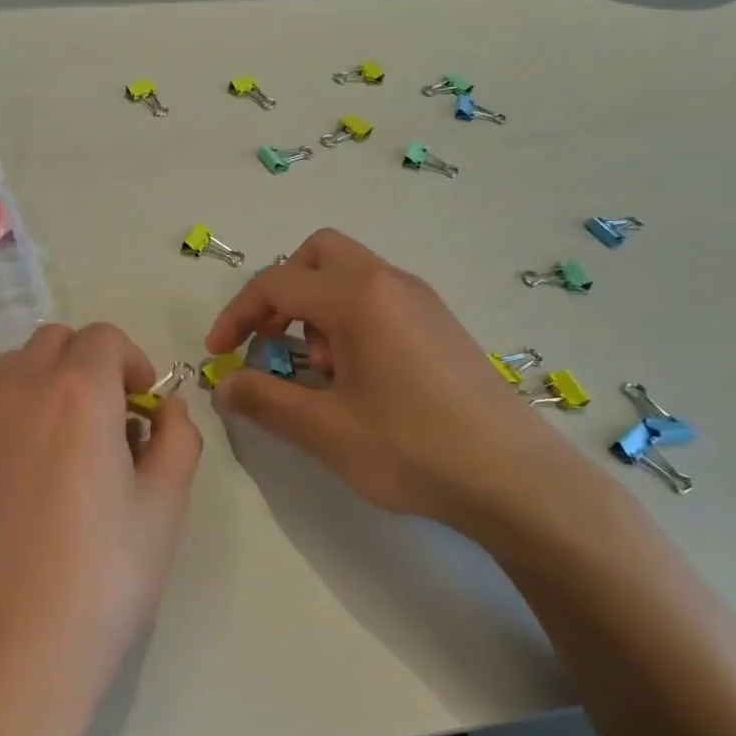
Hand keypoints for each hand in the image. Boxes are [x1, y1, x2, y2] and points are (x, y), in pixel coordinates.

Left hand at [0, 323, 202, 735]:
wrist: (7, 657)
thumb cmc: (102, 580)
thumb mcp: (164, 509)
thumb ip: (177, 441)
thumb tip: (168, 411)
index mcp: (75, 393)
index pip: (104, 338)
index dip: (134, 363)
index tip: (145, 409)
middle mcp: (16, 394)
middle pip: (53, 341)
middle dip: (90, 364)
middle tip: (112, 424)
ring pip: (14, 371)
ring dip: (49, 385)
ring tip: (71, 450)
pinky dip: (16, 418)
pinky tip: (31, 484)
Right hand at [204, 229, 603, 534]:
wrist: (517, 479)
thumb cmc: (412, 448)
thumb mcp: (325, 430)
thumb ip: (264, 400)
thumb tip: (224, 385)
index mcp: (359, 298)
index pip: (276, 284)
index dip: (236, 316)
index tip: (218, 354)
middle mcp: (391, 283)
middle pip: (318, 256)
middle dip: (282, 294)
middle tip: (273, 343)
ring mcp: (422, 301)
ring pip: (350, 276)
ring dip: (316, 310)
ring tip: (321, 372)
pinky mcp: (440, 325)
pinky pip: (378, 299)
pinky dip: (349, 321)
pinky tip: (359, 380)